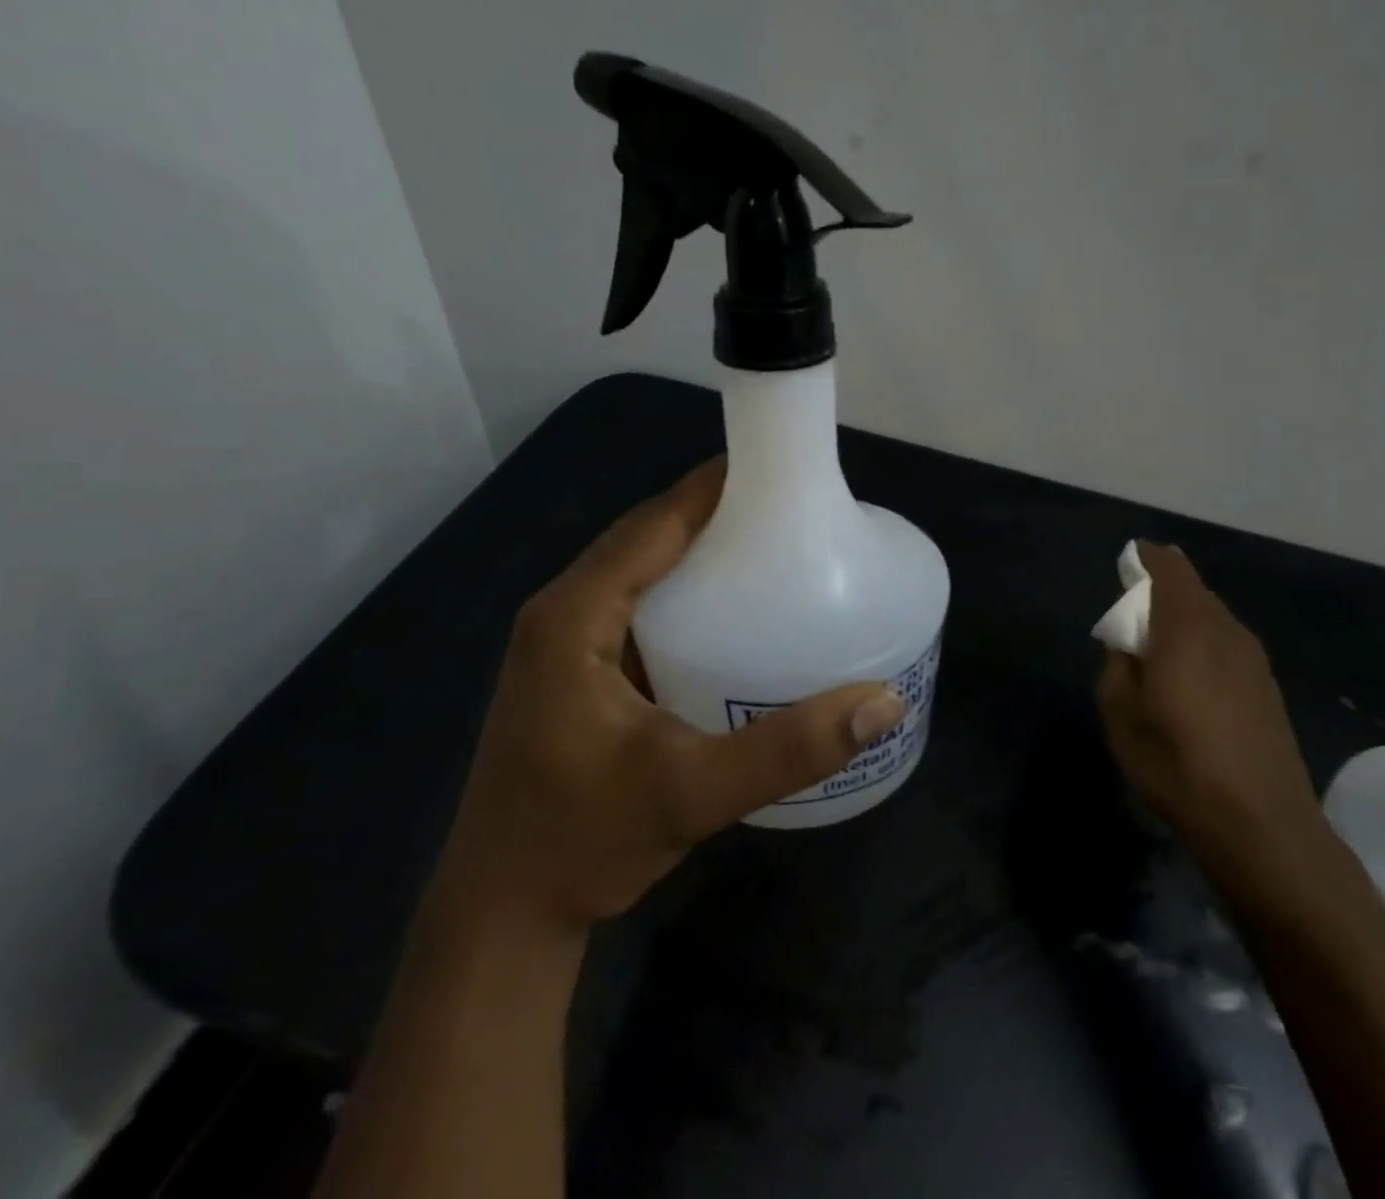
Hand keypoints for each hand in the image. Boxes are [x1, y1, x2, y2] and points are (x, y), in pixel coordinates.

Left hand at [442, 459, 903, 932]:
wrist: (503, 914)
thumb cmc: (584, 842)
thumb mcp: (691, 793)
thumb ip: (787, 749)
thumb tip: (881, 703)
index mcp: (574, 616)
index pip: (653, 524)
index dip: (713, 488)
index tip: (779, 469)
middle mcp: (562, 613)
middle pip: (646, 538)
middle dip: (714, 515)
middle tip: (790, 512)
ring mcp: (563, 642)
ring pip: (639, 570)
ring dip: (698, 552)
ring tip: (771, 549)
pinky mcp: (575, 670)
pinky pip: (635, 605)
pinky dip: (682, 591)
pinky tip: (731, 612)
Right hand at [1097, 543, 1321, 856]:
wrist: (1262, 827)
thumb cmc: (1177, 762)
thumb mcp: (1121, 712)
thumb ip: (1119, 664)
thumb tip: (1129, 645)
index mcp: (1187, 628)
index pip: (1170, 569)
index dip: (1147, 558)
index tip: (1128, 560)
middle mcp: (1227, 632)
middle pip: (1193, 592)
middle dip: (1163, 592)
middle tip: (1133, 615)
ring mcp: (1255, 661)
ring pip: (1213, 619)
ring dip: (1184, 621)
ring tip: (1158, 650)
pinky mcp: (1268, 689)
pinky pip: (1227, 646)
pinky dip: (1203, 646)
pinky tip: (1189, 680)